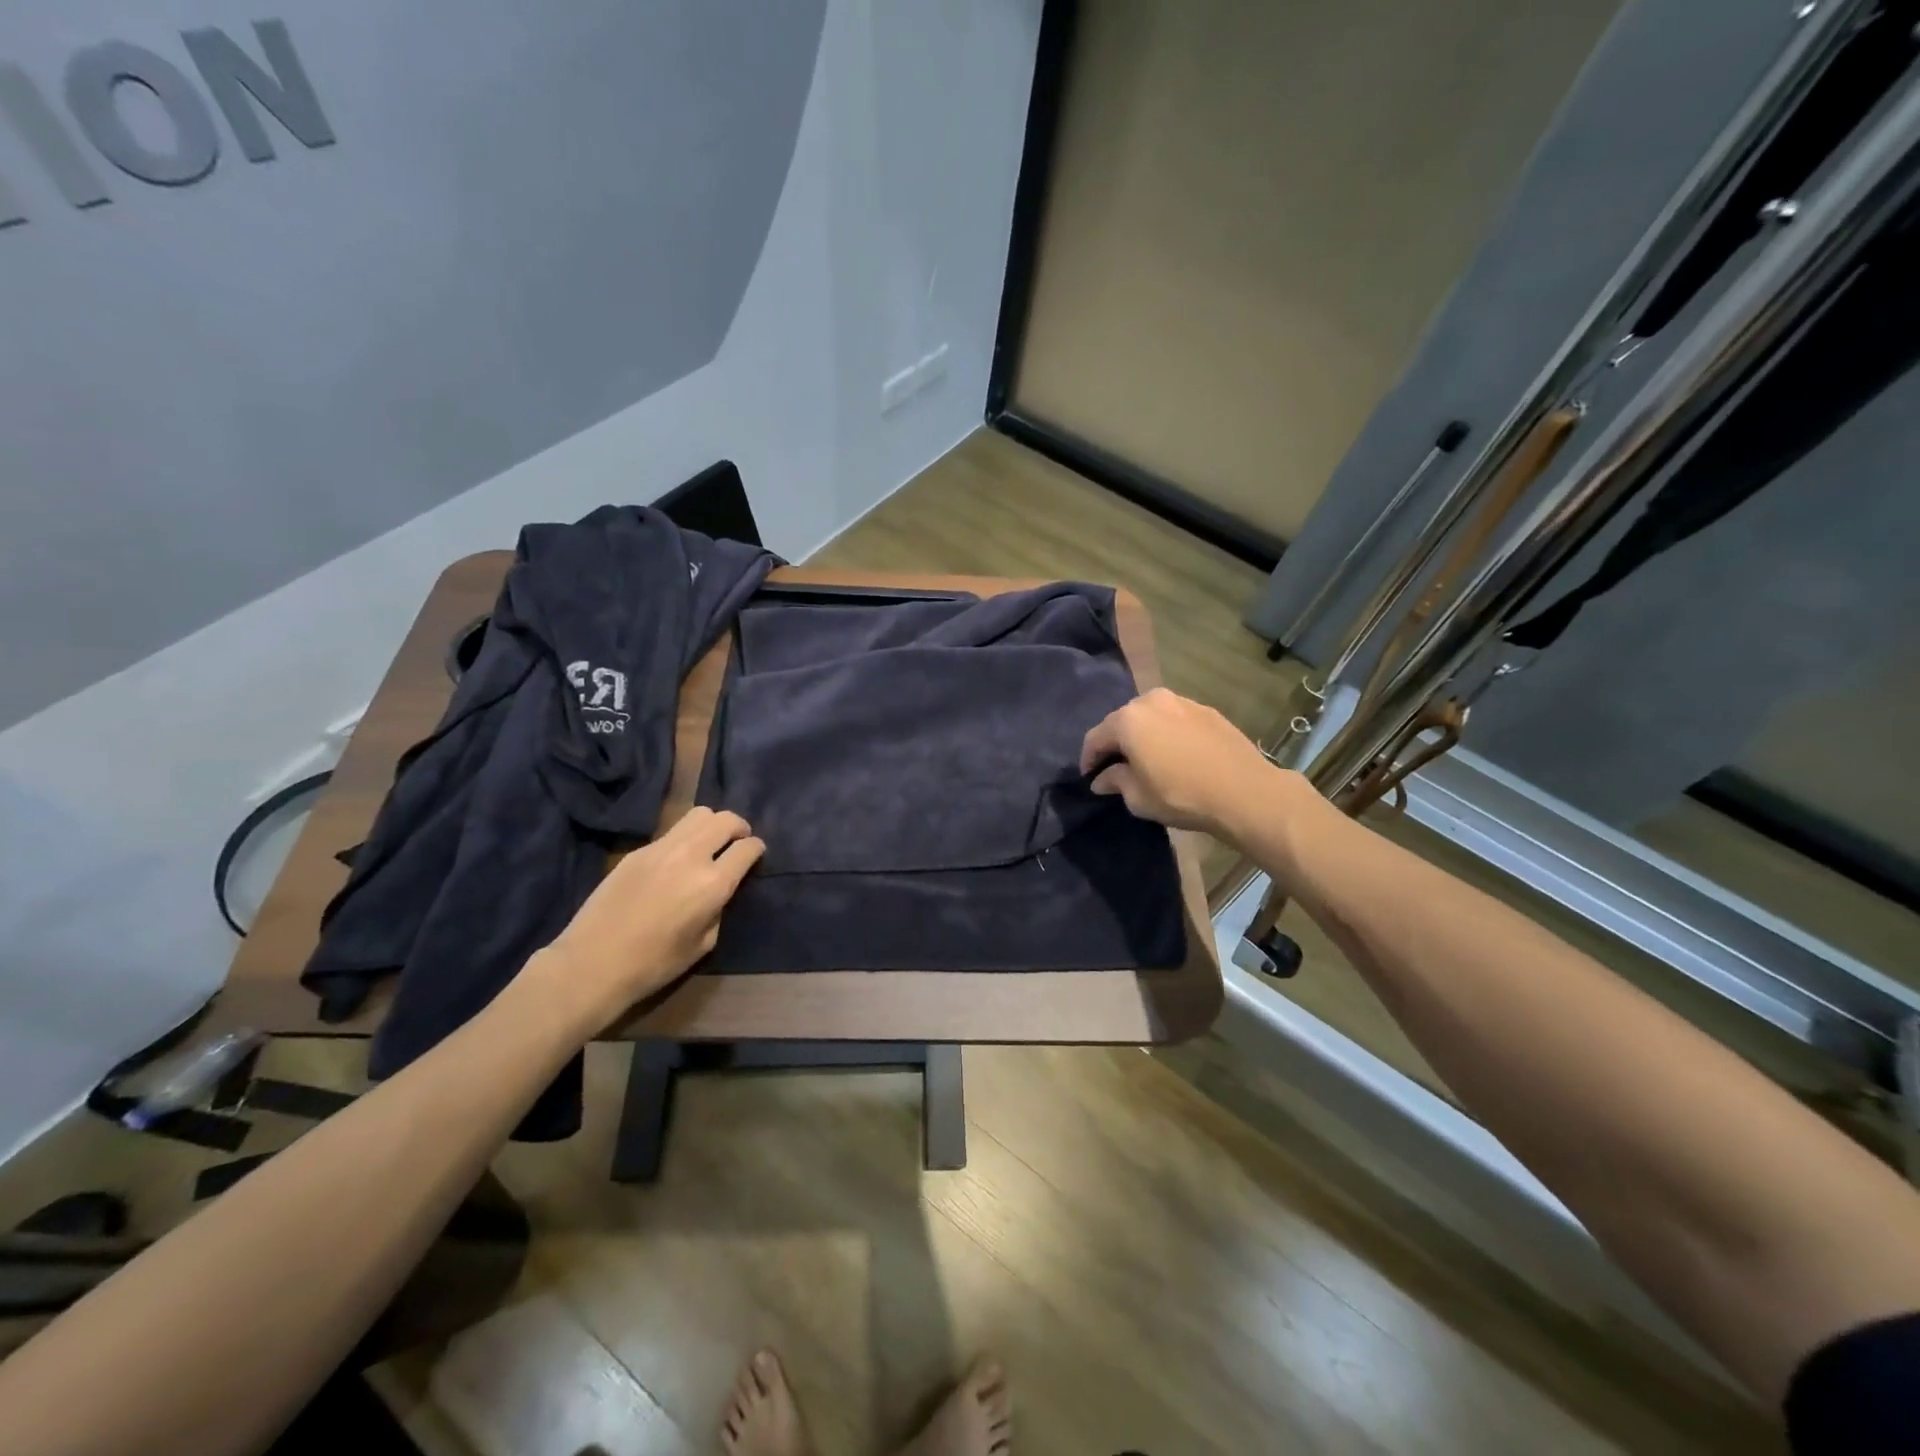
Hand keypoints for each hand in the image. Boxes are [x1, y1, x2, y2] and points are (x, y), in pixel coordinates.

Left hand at [537, 807, 764, 1031]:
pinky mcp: (637, 851)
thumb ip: (718, 908)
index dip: (757, 849)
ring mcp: (661, 848)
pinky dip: (684, 838)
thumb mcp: (704, 943)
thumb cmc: (654, 964)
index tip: (755, 855)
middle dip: (739, 827)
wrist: (592, 963)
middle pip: (725, 819)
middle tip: (738, 841)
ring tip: (710, 843)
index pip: (747, 847)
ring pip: (698, 814)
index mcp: (714, 883)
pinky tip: (677, 860)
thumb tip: (720, 890)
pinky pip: (671, 832)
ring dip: (712, 824)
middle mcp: (691, 856)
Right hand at [1079, 688, 1286, 838]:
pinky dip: (1168, 734)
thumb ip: (1115, 782)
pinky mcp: (1207, 710)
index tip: (1090, 778)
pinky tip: (1176, 755)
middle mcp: (1151, 700)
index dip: (1089, 759)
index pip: (1096, 737)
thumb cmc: (1181, 795)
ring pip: (1151, 717)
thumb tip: (1102, 779)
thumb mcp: (1138, 798)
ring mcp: (1182, 702)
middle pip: (1123, 721)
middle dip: (1116, 744)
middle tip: (1116, 768)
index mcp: (1128, 719)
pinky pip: (1175, 720)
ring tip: (1147, 760)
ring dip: (1143, 736)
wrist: (1245, 792)